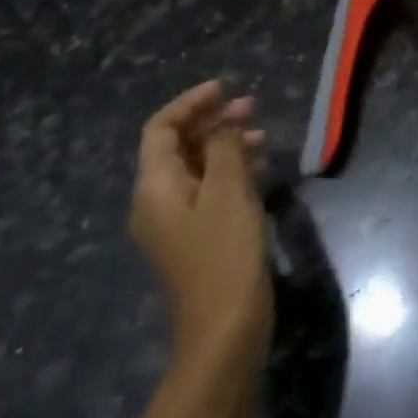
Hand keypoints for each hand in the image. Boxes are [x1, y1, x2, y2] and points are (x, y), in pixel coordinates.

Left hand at [130, 81, 273, 375]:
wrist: (225, 328)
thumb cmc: (224, 254)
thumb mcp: (228, 193)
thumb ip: (224, 150)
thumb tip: (224, 125)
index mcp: (154, 188)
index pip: (161, 130)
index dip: (190, 104)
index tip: (226, 88)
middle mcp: (157, 202)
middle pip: (178, 148)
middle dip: (212, 122)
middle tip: (252, 107)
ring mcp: (176, 223)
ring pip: (197, 169)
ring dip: (226, 146)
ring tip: (263, 136)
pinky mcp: (197, 239)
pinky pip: (209, 192)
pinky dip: (231, 172)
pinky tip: (260, 169)